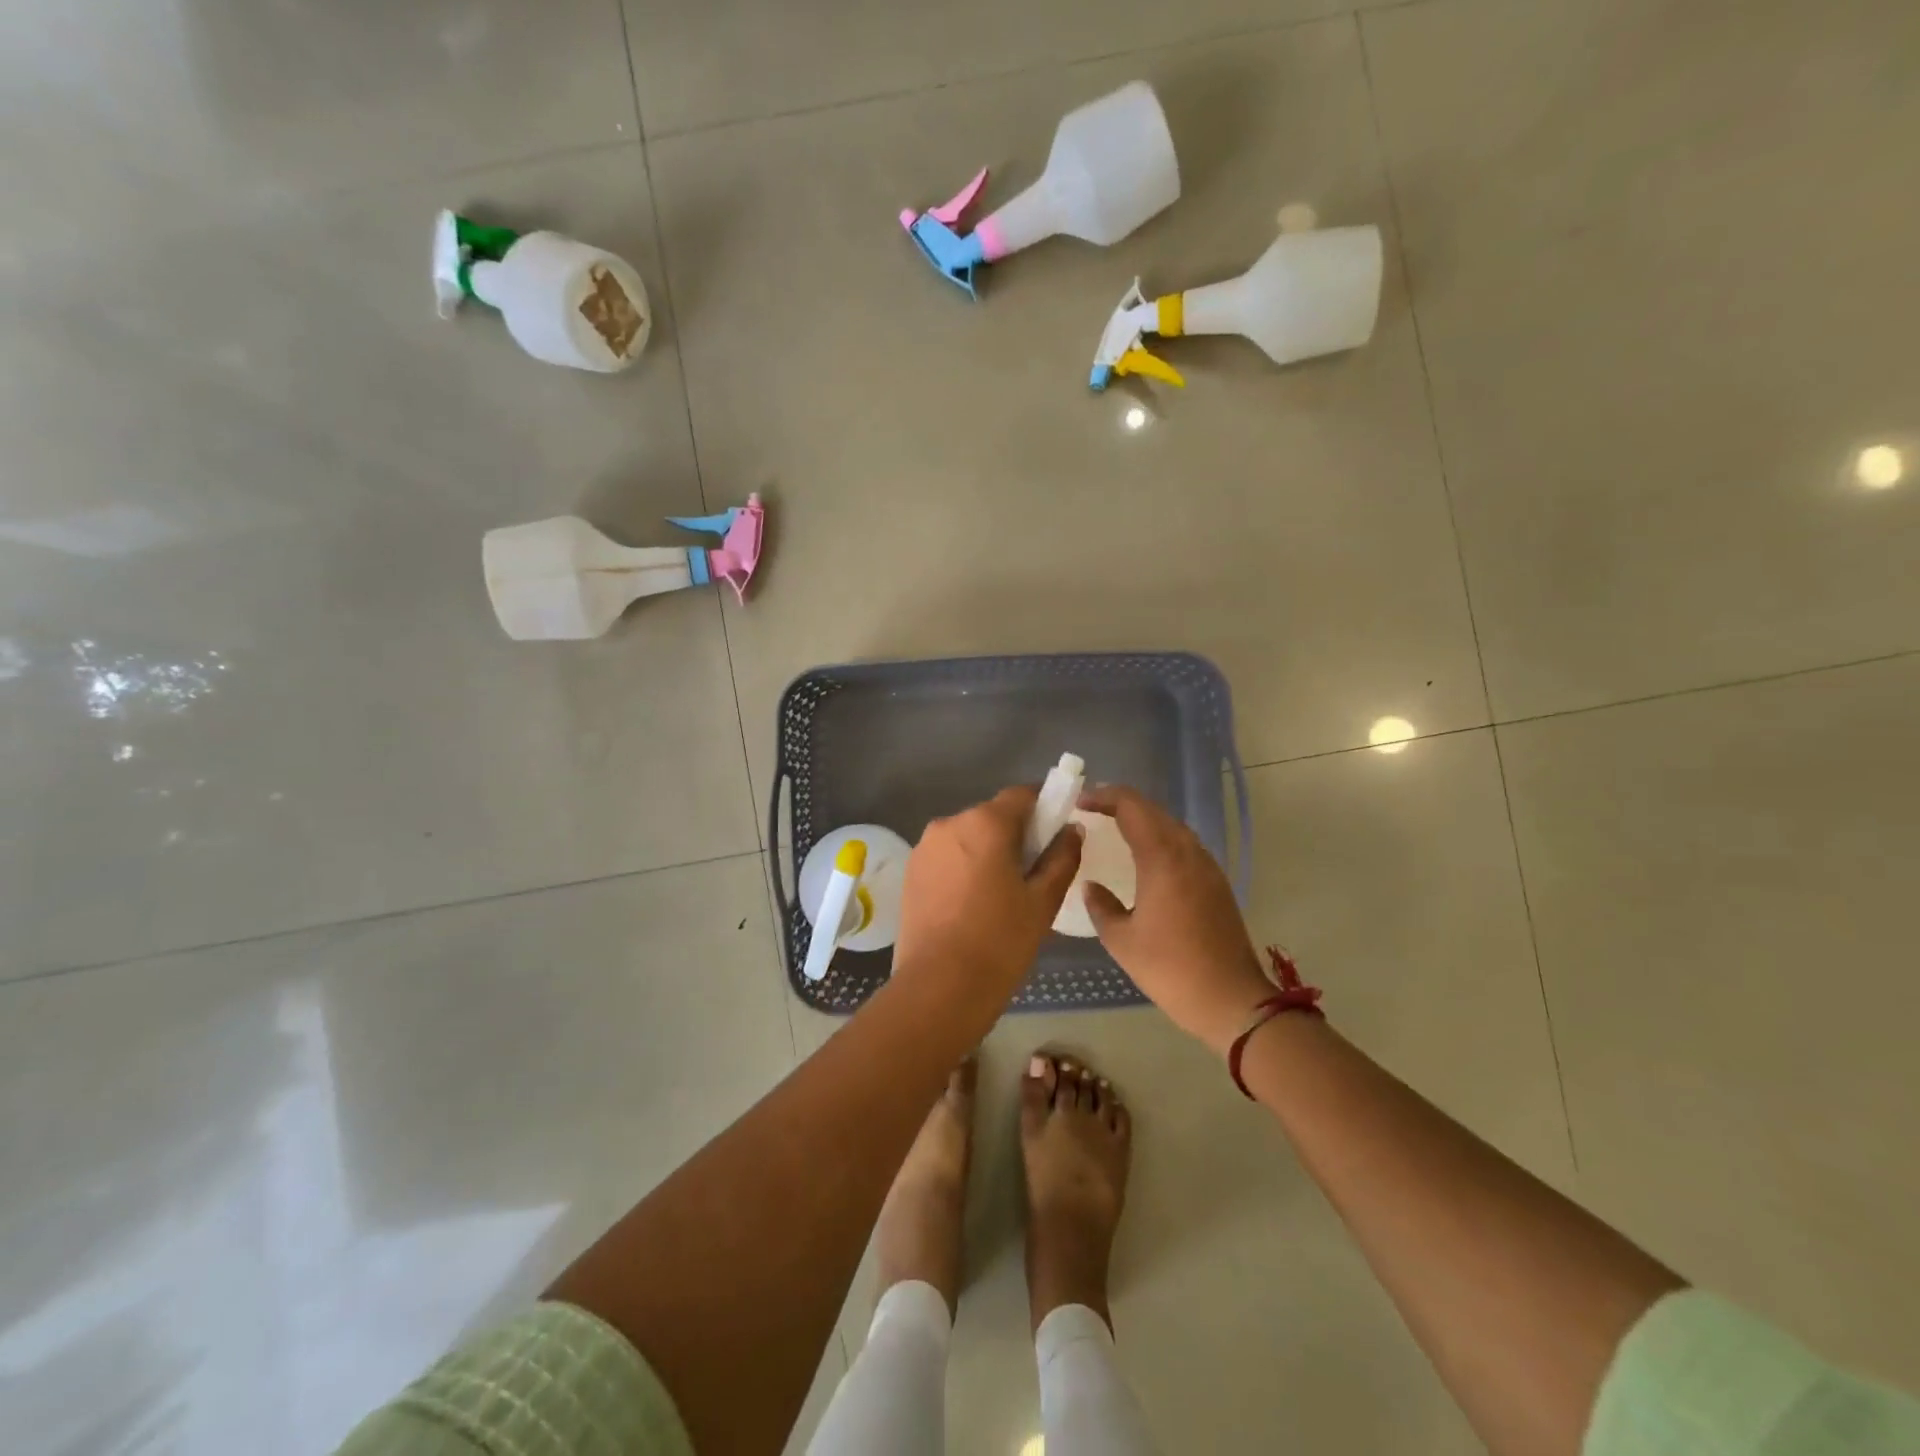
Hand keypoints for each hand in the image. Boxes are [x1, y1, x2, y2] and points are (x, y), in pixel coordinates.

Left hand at [893, 787, 1083, 1003]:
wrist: (939, 987)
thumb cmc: (1000, 941)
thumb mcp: (1043, 901)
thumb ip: (1062, 857)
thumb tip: (1070, 829)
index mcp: (986, 822)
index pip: (1022, 795)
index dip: (1044, 808)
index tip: (1056, 835)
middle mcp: (950, 823)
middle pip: (993, 815)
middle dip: (1015, 835)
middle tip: (1032, 874)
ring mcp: (925, 847)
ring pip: (968, 837)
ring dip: (986, 852)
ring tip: (999, 895)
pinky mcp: (910, 871)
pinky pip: (947, 857)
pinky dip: (963, 868)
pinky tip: (971, 905)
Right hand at [1080, 785, 1274, 1055]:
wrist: (1231, 1000)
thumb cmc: (1171, 969)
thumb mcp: (1122, 941)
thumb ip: (1101, 906)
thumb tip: (1092, 886)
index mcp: (1162, 858)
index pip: (1131, 806)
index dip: (1103, 796)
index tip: (1079, 802)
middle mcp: (1188, 852)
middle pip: (1152, 810)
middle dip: (1120, 803)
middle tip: (1090, 810)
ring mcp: (1207, 866)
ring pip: (1171, 825)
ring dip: (1142, 819)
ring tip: (1113, 828)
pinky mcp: (1216, 883)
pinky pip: (1183, 845)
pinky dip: (1159, 838)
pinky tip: (1144, 858)